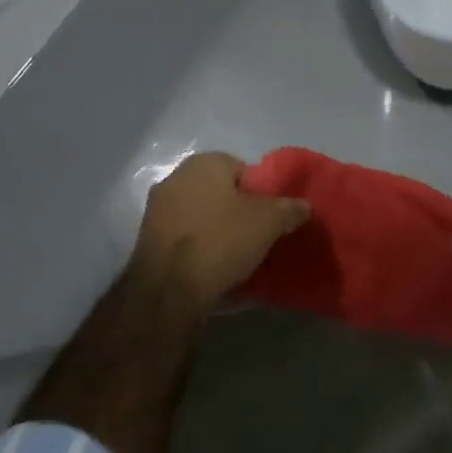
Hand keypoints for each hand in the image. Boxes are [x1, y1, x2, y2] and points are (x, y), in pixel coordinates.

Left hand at [130, 152, 310, 312]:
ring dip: (217, 229)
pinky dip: (198, 246)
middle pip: (219, 191)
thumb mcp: (269, 222)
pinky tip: (212, 267)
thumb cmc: (221, 240)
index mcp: (204, 163)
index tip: (270, 217)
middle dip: (237, 210)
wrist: (168, 289)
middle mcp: (175, 177)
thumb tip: (304, 206)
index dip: (260, 192)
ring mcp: (156, 209)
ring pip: (200, 214)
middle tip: (256, 235)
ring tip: (236, 255)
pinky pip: (184, 236)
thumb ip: (290, 209)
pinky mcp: (146, 239)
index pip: (242, 168)